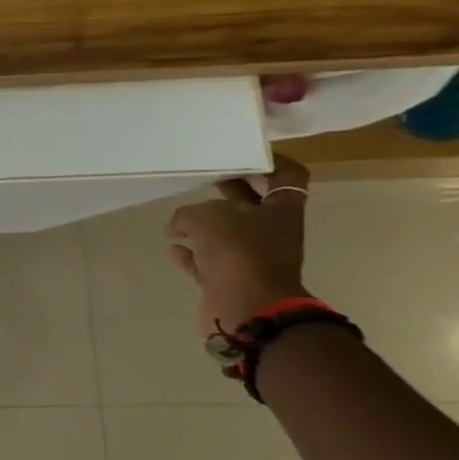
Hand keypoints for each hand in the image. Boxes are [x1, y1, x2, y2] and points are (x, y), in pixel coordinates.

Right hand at [165, 157, 311, 337]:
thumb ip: (189, 213)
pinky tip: (173, 247)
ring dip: (203, 225)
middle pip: (250, 204)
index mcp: (281, 211)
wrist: (247, 306)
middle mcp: (270, 232)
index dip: (268, 162)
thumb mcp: (206, 217)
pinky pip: (206, 261)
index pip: (286, 176)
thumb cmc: (238, 251)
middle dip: (227, 191)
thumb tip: (180, 225)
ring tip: (177, 218)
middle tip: (200, 178)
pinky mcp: (228, 279)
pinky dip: (190, 254)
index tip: (241, 154)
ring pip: (225, 234)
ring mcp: (250, 258)